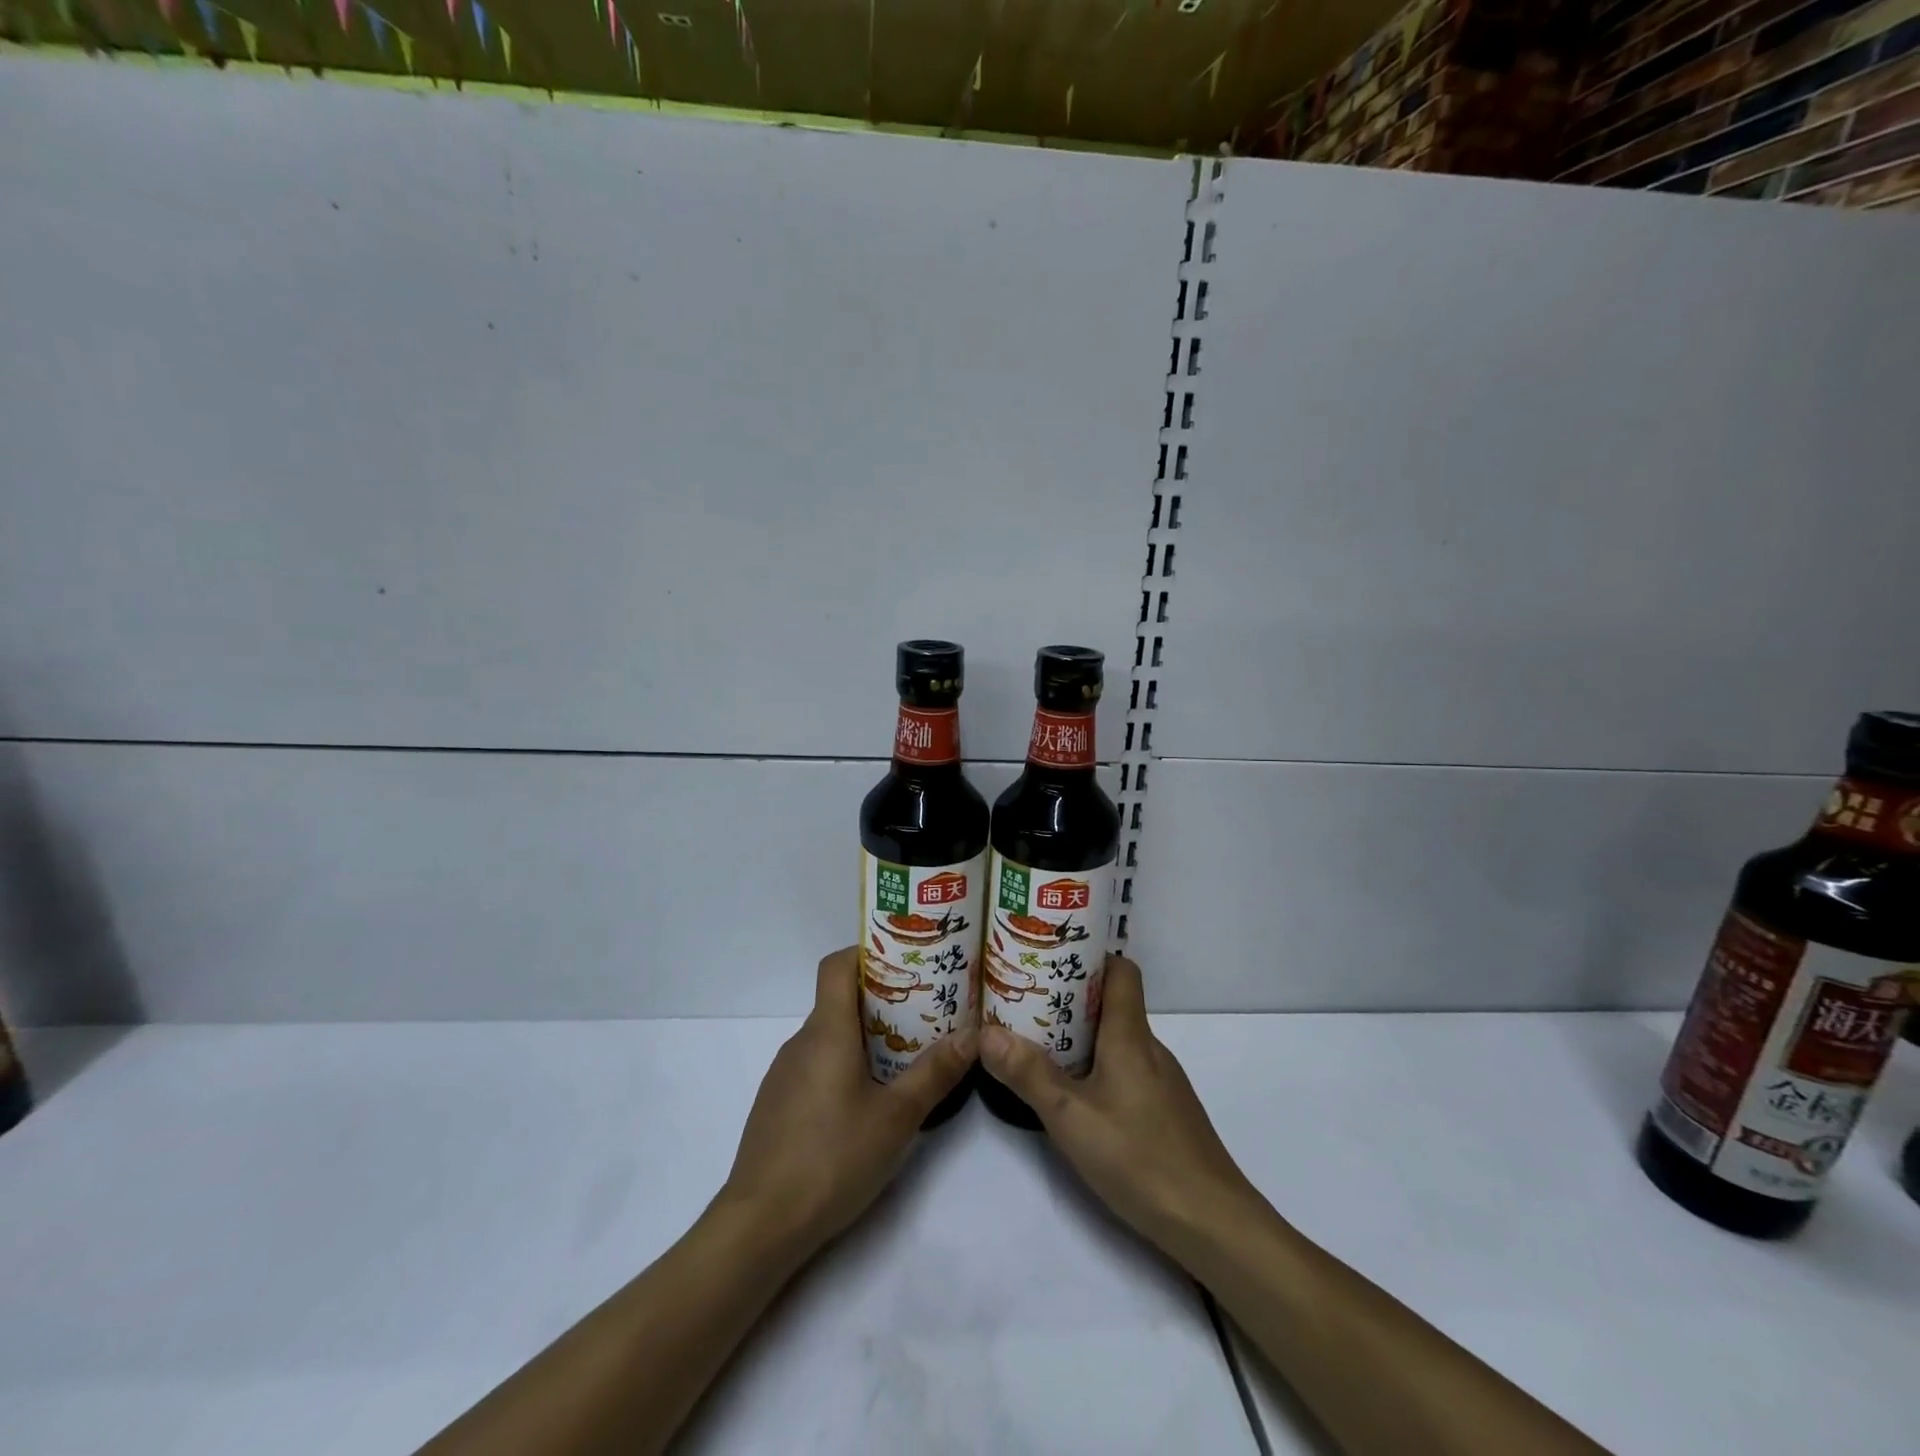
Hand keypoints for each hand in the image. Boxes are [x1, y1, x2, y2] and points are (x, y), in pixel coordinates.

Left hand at [717, 946, 974, 1260]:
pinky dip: (843, 1065)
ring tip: (905, 1054)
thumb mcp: (896, 1117)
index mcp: (826, 1031)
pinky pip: (816, 1065)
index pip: (837, 965)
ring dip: (863, 1036)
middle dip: (881, 999)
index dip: (867, 953)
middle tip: (923, 1010)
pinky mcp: (778, 1104)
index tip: (904, 961)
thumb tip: (973, 1033)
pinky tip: (866, 1100)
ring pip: (828, 1036)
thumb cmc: (832, 1158)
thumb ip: (935, 1072)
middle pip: (838, 1000)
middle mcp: (800, 1042)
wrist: (760, 1225)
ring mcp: (784, 1074)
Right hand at [979, 954, 1258, 1262]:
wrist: (1213, 1224)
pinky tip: (1075, 1094)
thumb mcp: (1072, 1117)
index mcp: (1131, 1036)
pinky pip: (1126, 1069)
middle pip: (1113, 1004)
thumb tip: (986, 1032)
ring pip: (1118, 1040)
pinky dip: (1098, 1067)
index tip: (1051, 956)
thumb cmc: (1140, 1158)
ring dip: (1081, 1036)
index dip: (1091, 956)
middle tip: (1026, 1001)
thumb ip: (1029, 1074)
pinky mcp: (1165, 1112)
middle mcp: (1150, 1049)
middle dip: (1070, 998)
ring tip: (1039, 1043)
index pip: (1121, 971)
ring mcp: (1162, 1082)